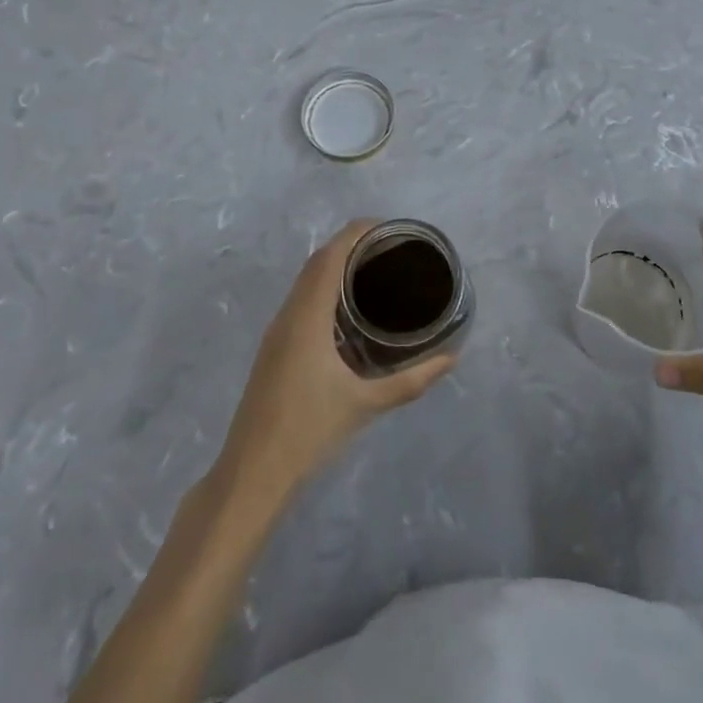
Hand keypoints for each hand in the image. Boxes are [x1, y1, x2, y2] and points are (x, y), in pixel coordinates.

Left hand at [216, 222, 454, 507]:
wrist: (251, 474)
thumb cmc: (308, 431)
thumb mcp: (366, 404)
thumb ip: (412, 381)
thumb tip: (451, 359)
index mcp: (307, 316)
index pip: (330, 255)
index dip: (357, 232)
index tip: (390, 228)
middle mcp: (289, 314)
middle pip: (317, 261)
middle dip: (351, 245)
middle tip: (391, 249)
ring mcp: (277, 331)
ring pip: (306, 281)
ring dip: (335, 265)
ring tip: (374, 270)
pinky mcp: (275, 348)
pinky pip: (301, 299)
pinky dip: (325, 287)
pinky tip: (347, 309)